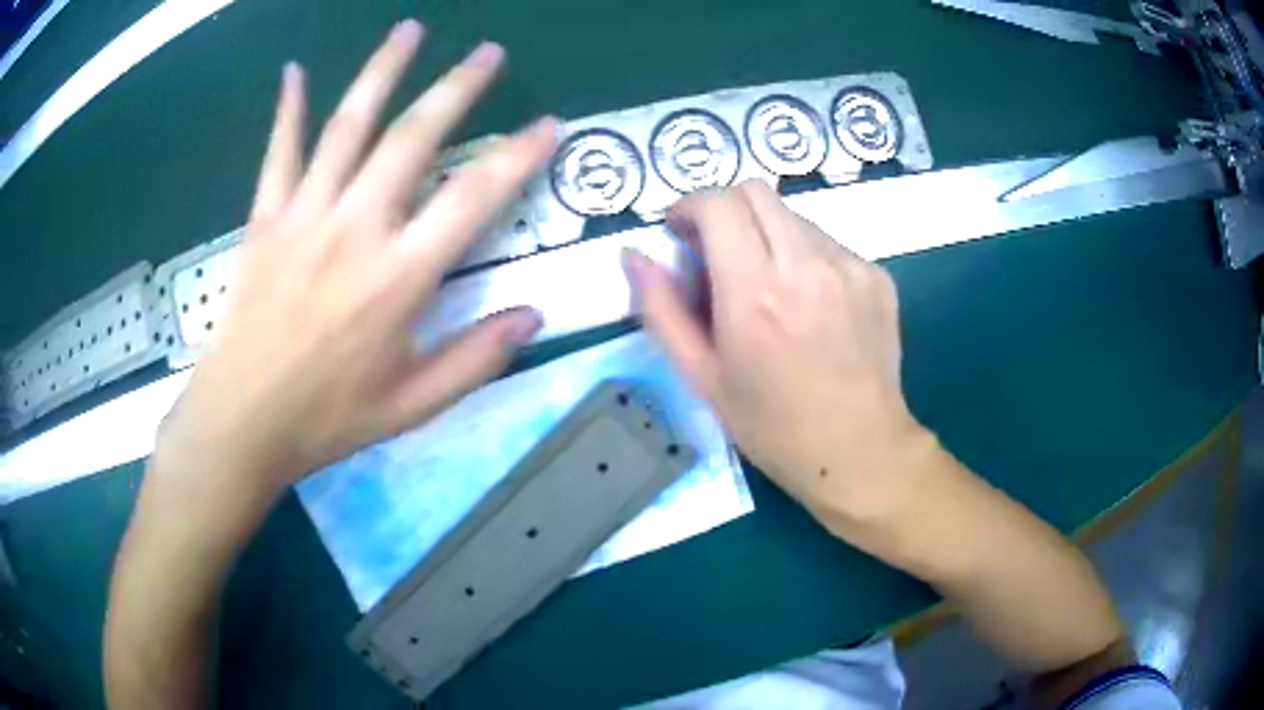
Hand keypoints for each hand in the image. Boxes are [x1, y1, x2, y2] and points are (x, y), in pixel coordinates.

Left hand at [151, 22, 557, 518]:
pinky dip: (287, 109)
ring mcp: (304, 216)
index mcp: (399, 277)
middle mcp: (356, 229)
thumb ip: (477, 358)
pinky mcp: (265, 220)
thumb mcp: (414, 405)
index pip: (474, 198)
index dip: (518, 156)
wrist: (242, 421)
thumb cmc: (327, 418)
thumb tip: (535, 316)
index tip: (549, 125)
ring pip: (348, 126)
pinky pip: (279, 153)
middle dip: (458, 87)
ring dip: (383, 71)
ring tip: (411, 29)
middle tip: (489, 51)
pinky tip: (294, 71)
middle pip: (413, 138)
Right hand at [623, 180, 932, 524]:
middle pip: (756, 191)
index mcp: (754, 293)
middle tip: (716, 250)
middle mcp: (805, 265)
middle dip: (725, 209)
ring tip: (766, 286)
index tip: (680, 231)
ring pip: (793, 216)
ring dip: (766, 234)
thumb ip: (660, 310)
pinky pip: (828, 243)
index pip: (717, 204)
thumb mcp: (702, 378)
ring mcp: (850, 266)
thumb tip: (633, 255)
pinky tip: (808, 304)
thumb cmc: (773, 427)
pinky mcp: (877, 276)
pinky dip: (804, 257)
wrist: (860, 450)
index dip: (689, 206)